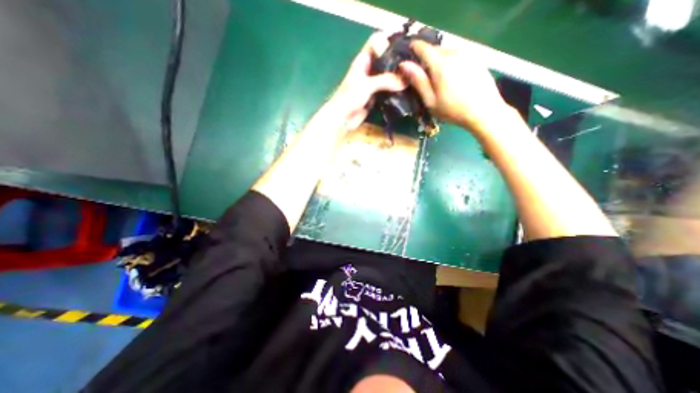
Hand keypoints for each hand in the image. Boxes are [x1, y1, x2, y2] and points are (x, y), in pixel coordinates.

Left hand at [332, 32, 408, 130]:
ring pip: (388, 76)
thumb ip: (385, 80)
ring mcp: (373, 84)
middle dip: (397, 61)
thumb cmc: (349, 98)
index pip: (377, 41)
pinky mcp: (376, 97)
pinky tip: (407, 91)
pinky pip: (388, 91)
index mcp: (363, 60)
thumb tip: (406, 80)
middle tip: (414, 63)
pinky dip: (396, 91)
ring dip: (398, 77)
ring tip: (413, 77)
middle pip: (385, 59)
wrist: (342, 119)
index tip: (404, 48)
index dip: (389, 41)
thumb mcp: (366, 85)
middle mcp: (369, 70)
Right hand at [399, 42, 508, 131]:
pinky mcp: (476, 58)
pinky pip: (457, 55)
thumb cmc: (452, 110)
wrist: (484, 111)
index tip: (408, 57)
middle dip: (426, 58)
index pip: (423, 47)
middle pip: (435, 49)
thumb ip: (418, 80)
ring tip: (438, 79)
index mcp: (440, 64)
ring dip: (439, 61)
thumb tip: (404, 64)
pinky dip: (450, 63)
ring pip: (446, 52)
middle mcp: (454, 53)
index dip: (413, 49)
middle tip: (423, 75)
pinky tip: (452, 78)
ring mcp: (467, 54)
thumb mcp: (430, 100)